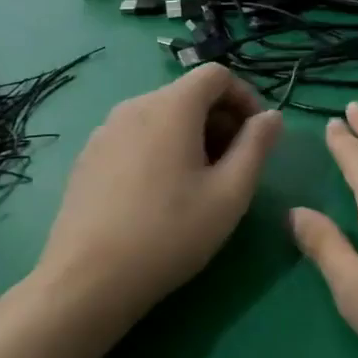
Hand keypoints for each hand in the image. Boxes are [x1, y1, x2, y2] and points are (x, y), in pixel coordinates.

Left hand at [32, 65, 281, 328]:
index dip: (245, 97)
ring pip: (162, 116)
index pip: (217, 75)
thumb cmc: (169, 233)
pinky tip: (160, 194)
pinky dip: (160, 147)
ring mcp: (105, 131)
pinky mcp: (88, 157)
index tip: (257, 136)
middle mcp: (135, 106)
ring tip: (199, 182)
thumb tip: (272, 117)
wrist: (86, 282)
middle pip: (189, 94)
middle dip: (220, 119)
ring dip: (191, 135)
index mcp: (172, 106)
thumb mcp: (230, 193)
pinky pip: (136, 136)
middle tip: (234, 164)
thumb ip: (257, 146)